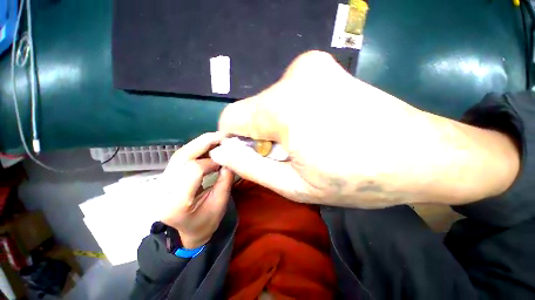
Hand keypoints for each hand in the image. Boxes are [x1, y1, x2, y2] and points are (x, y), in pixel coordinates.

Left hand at [160, 132, 233, 248]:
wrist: (188, 232)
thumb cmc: (206, 223)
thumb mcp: (220, 204)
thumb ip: (225, 180)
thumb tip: (229, 158)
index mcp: (176, 204)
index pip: (193, 169)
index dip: (212, 160)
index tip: (226, 159)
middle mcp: (163, 190)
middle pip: (182, 157)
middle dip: (204, 142)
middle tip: (222, 136)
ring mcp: (161, 183)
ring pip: (180, 154)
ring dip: (200, 143)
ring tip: (217, 139)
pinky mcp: (166, 177)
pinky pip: (181, 158)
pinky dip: (196, 149)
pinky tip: (208, 146)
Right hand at [211, 51, 519, 207]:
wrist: (420, 155)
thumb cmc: (357, 179)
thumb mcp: (294, 185)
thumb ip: (250, 167)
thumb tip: (221, 152)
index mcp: (282, 106)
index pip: (231, 118)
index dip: (233, 140)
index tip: (251, 156)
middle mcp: (292, 75)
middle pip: (252, 111)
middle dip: (260, 135)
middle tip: (287, 155)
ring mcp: (310, 66)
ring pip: (269, 102)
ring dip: (276, 126)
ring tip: (305, 143)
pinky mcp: (322, 67)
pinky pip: (287, 94)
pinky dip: (290, 113)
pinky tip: (315, 126)